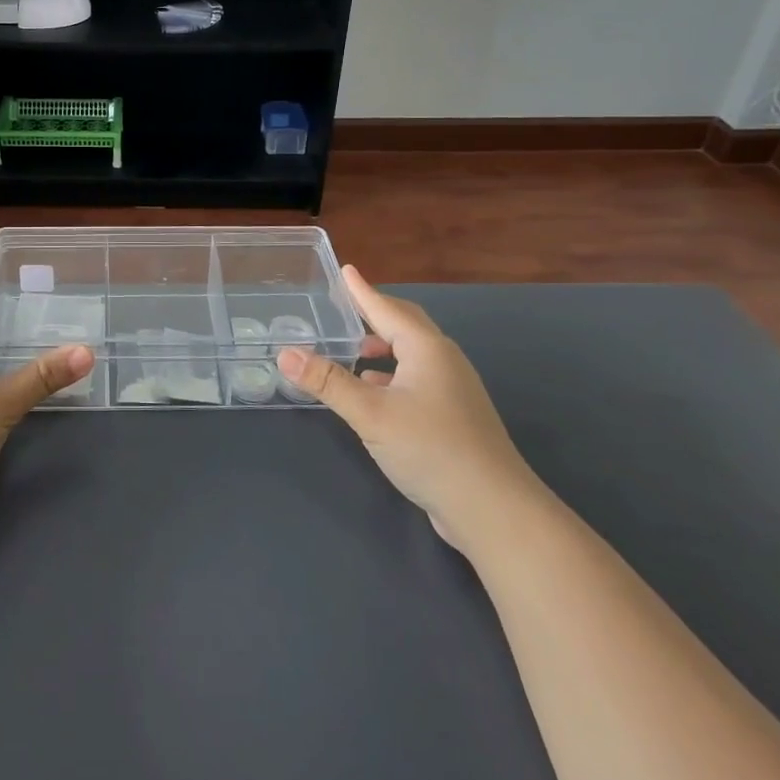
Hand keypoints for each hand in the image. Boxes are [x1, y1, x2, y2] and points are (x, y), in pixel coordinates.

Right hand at [277, 266, 544, 552]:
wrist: (494, 509)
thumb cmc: (431, 448)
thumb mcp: (371, 413)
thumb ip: (328, 382)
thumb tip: (285, 353)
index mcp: (427, 349)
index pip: (387, 309)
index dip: (362, 291)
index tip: (345, 270)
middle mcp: (444, 361)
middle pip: (406, 326)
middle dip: (375, 314)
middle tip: (346, 305)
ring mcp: (454, 390)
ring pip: (413, 355)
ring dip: (383, 348)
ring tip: (354, 351)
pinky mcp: (455, 417)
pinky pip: (417, 379)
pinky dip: (393, 375)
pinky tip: (376, 392)